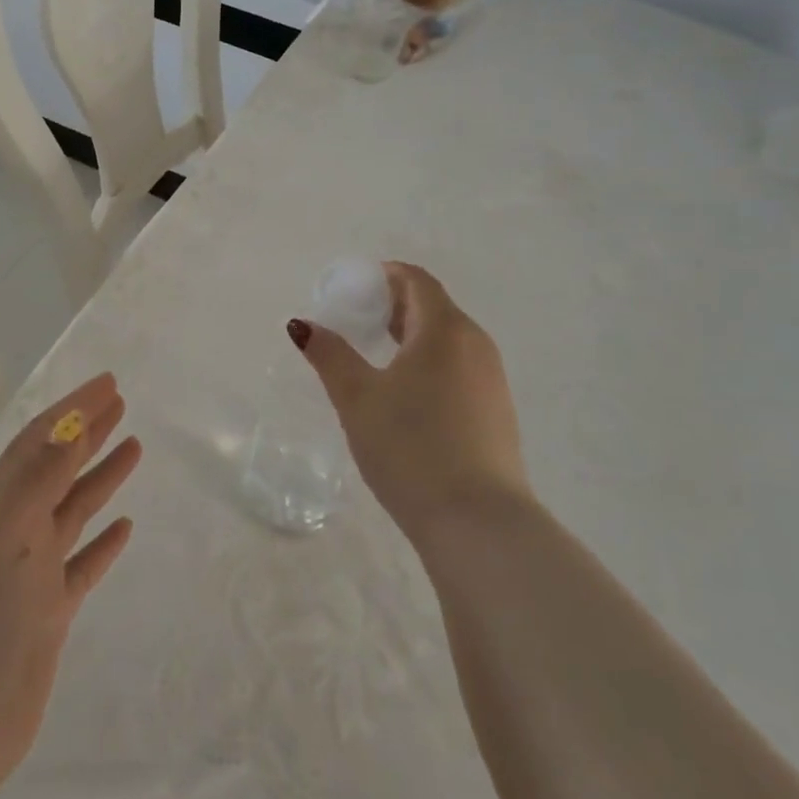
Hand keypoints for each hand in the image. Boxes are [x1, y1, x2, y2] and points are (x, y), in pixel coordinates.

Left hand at [0, 373, 140, 798]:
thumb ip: (35, 480)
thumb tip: (69, 422)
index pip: (40, 442)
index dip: (73, 409)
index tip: (109, 382)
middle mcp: (11, 533)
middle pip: (57, 469)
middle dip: (88, 433)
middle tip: (122, 403)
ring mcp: (28, 577)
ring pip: (71, 511)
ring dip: (99, 478)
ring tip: (133, 448)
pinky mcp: (43, 619)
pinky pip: (80, 567)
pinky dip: (102, 544)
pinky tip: (123, 528)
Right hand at [290, 263, 527, 536]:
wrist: (478, 522)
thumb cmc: (410, 447)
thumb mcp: (357, 398)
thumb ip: (329, 354)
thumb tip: (301, 324)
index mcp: (444, 329)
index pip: (417, 281)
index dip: (386, 275)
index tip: (355, 286)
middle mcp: (475, 344)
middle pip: (434, 307)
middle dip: (396, 305)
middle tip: (358, 319)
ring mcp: (492, 380)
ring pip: (449, 340)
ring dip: (414, 335)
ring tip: (377, 355)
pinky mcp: (497, 412)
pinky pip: (460, 368)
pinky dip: (431, 363)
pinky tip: (408, 394)